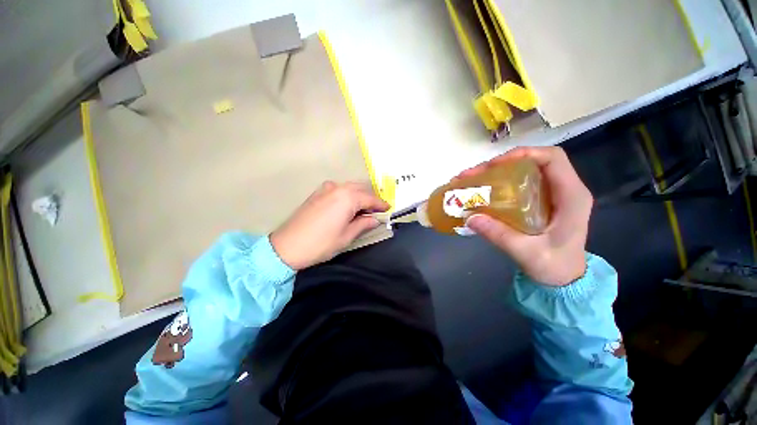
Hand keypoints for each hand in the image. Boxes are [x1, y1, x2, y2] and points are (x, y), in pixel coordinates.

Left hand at [270, 181, 388, 269]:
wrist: (287, 246)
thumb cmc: (321, 243)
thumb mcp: (347, 236)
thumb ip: (363, 224)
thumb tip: (375, 219)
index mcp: (347, 197)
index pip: (370, 198)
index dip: (381, 204)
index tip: (388, 209)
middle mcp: (338, 188)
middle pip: (361, 189)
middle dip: (371, 199)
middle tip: (377, 211)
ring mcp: (326, 188)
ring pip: (350, 187)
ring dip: (359, 196)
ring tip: (363, 210)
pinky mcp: (318, 193)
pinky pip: (339, 189)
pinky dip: (348, 195)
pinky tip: (348, 206)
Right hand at [459, 147, 591, 285]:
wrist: (565, 278)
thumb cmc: (554, 266)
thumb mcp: (526, 252)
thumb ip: (499, 235)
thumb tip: (470, 218)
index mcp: (571, 197)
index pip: (553, 159)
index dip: (524, 154)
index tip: (494, 164)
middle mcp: (564, 189)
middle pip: (533, 162)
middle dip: (500, 164)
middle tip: (473, 174)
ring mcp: (552, 194)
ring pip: (524, 171)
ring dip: (496, 173)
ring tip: (471, 180)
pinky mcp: (541, 201)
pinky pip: (519, 183)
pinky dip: (499, 183)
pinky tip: (482, 190)